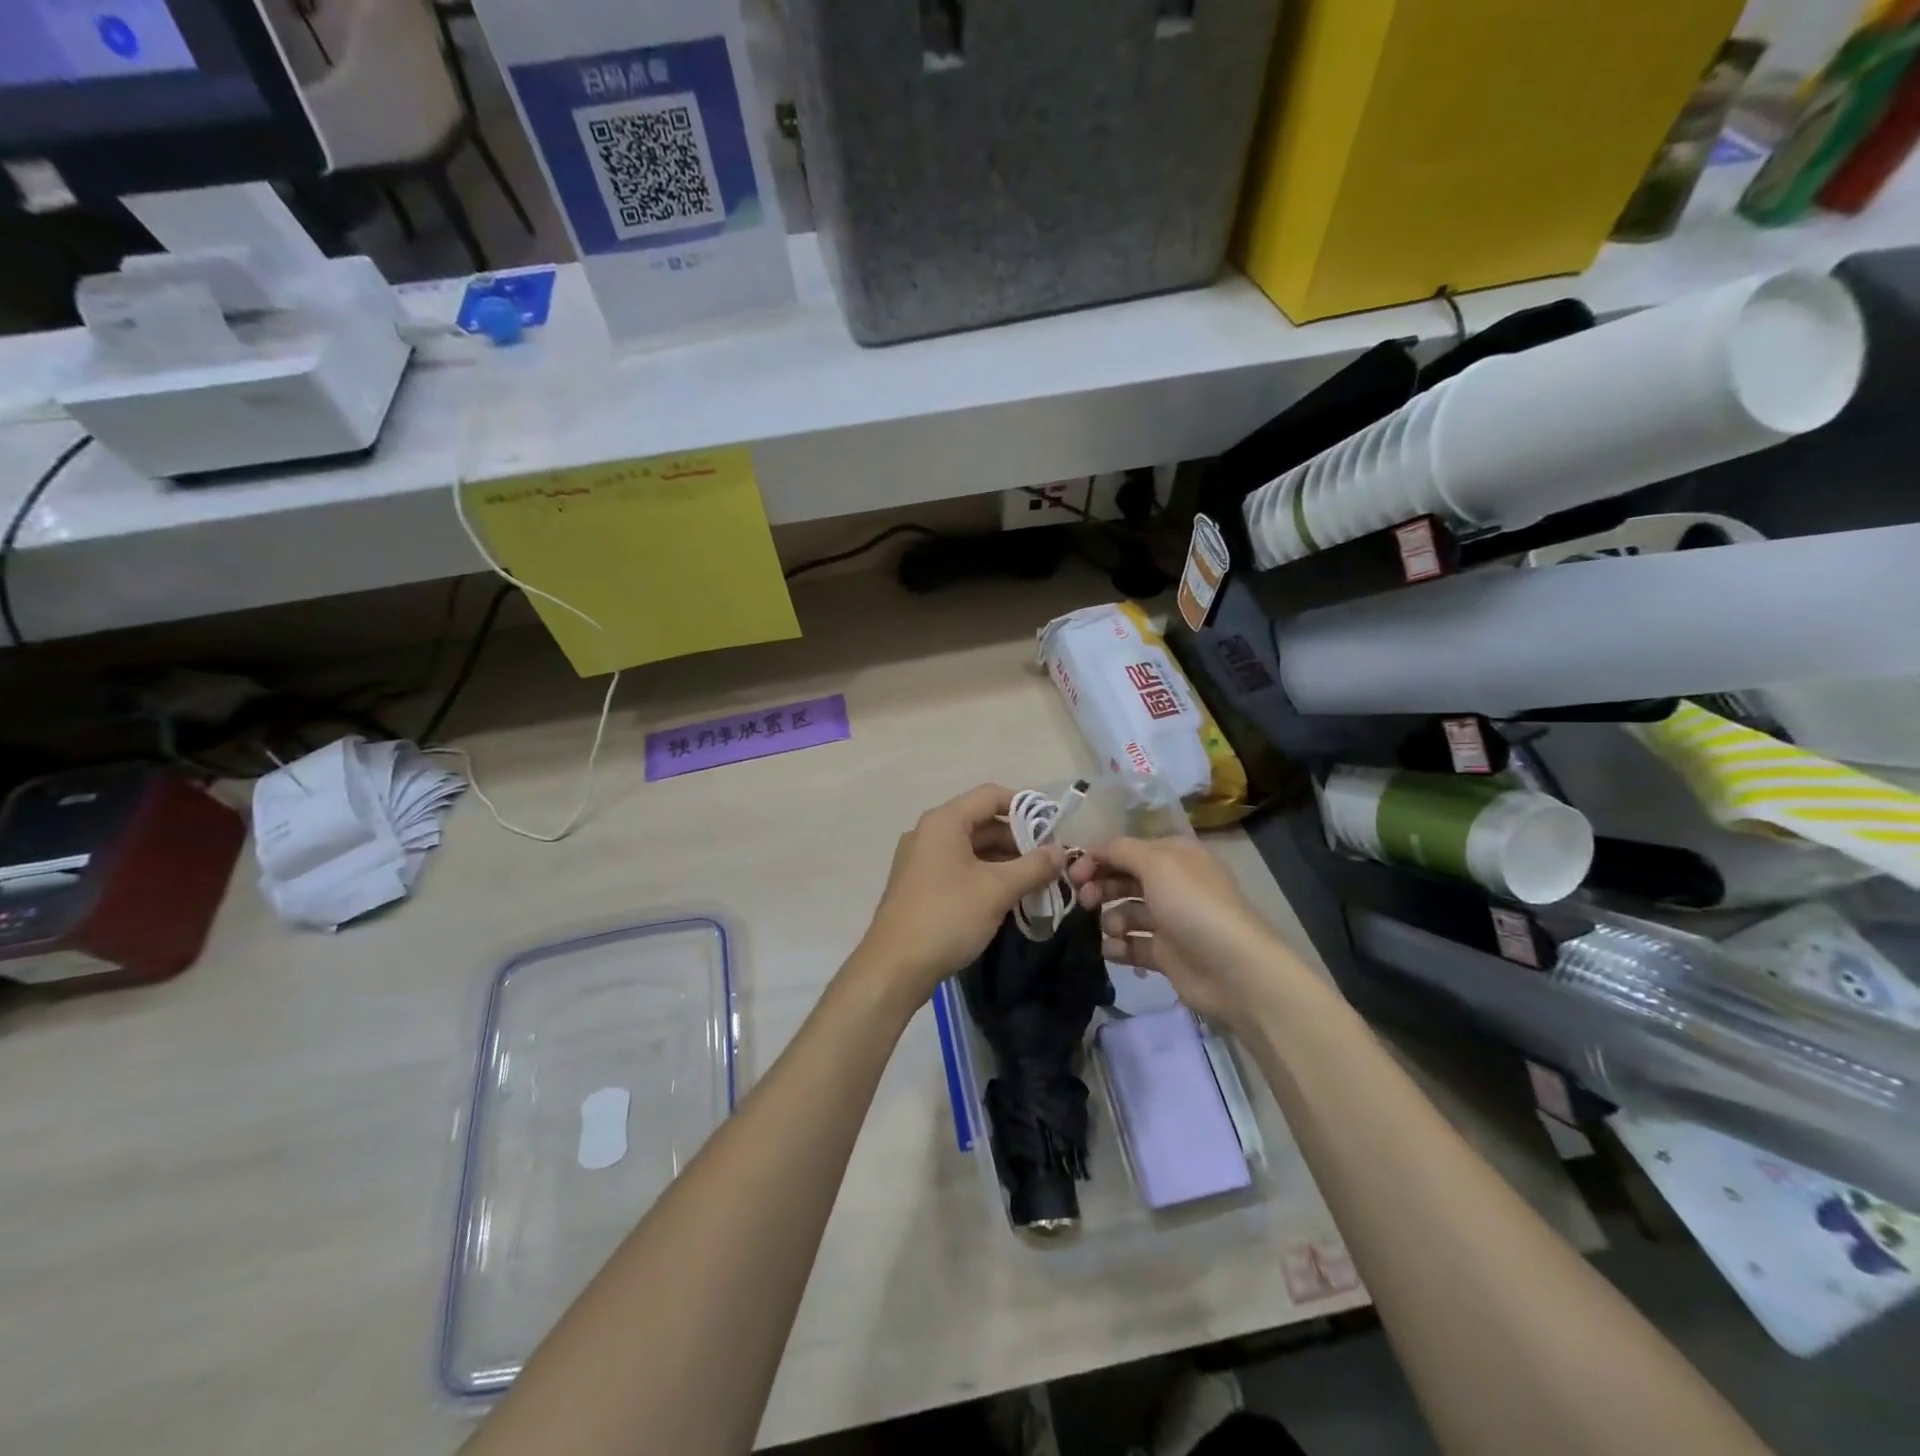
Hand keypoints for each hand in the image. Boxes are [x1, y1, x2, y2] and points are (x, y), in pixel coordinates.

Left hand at [851, 784, 1066, 1010]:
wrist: (894, 967)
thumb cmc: (947, 917)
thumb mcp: (997, 890)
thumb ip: (1033, 867)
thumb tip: (1061, 852)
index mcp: (944, 822)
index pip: (991, 796)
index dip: (1025, 806)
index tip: (1054, 827)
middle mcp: (929, 832)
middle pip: (982, 822)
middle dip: (1019, 840)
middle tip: (1050, 862)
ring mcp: (921, 859)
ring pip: (972, 848)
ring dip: (1005, 861)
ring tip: (1036, 882)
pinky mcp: (920, 885)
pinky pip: (960, 868)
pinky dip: (986, 875)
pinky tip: (1008, 897)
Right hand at [1068, 835, 1292, 1029]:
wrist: (1232, 968)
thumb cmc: (1192, 905)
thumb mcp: (1155, 863)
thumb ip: (1119, 850)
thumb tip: (1093, 849)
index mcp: (1173, 856)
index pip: (1125, 849)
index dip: (1096, 858)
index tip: (1071, 874)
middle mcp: (1171, 884)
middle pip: (1122, 879)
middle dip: (1099, 887)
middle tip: (1084, 901)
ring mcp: (1169, 920)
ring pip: (1125, 913)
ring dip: (1110, 919)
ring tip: (1112, 929)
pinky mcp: (1166, 954)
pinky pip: (1132, 945)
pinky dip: (1119, 947)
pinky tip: (1114, 950)